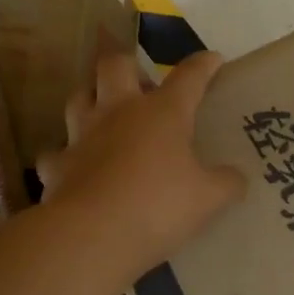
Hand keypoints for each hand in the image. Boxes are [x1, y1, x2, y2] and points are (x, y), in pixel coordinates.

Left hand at [36, 45, 246, 279]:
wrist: (92, 236)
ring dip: (92, 99)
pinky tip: (76, 166)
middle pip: (114, 65)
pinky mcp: (56, 166)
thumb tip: (237, 178)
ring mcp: (82, 136)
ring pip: (78, 98)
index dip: (203, 65)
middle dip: (128, 65)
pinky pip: (57, 151)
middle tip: (141, 84)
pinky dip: (67, 155)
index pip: (188, 76)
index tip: (213, 59)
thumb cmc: (158, 207)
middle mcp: (118, 112)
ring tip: (105, 113)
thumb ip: (226, 183)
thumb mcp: (208, 199)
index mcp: (162, 112)